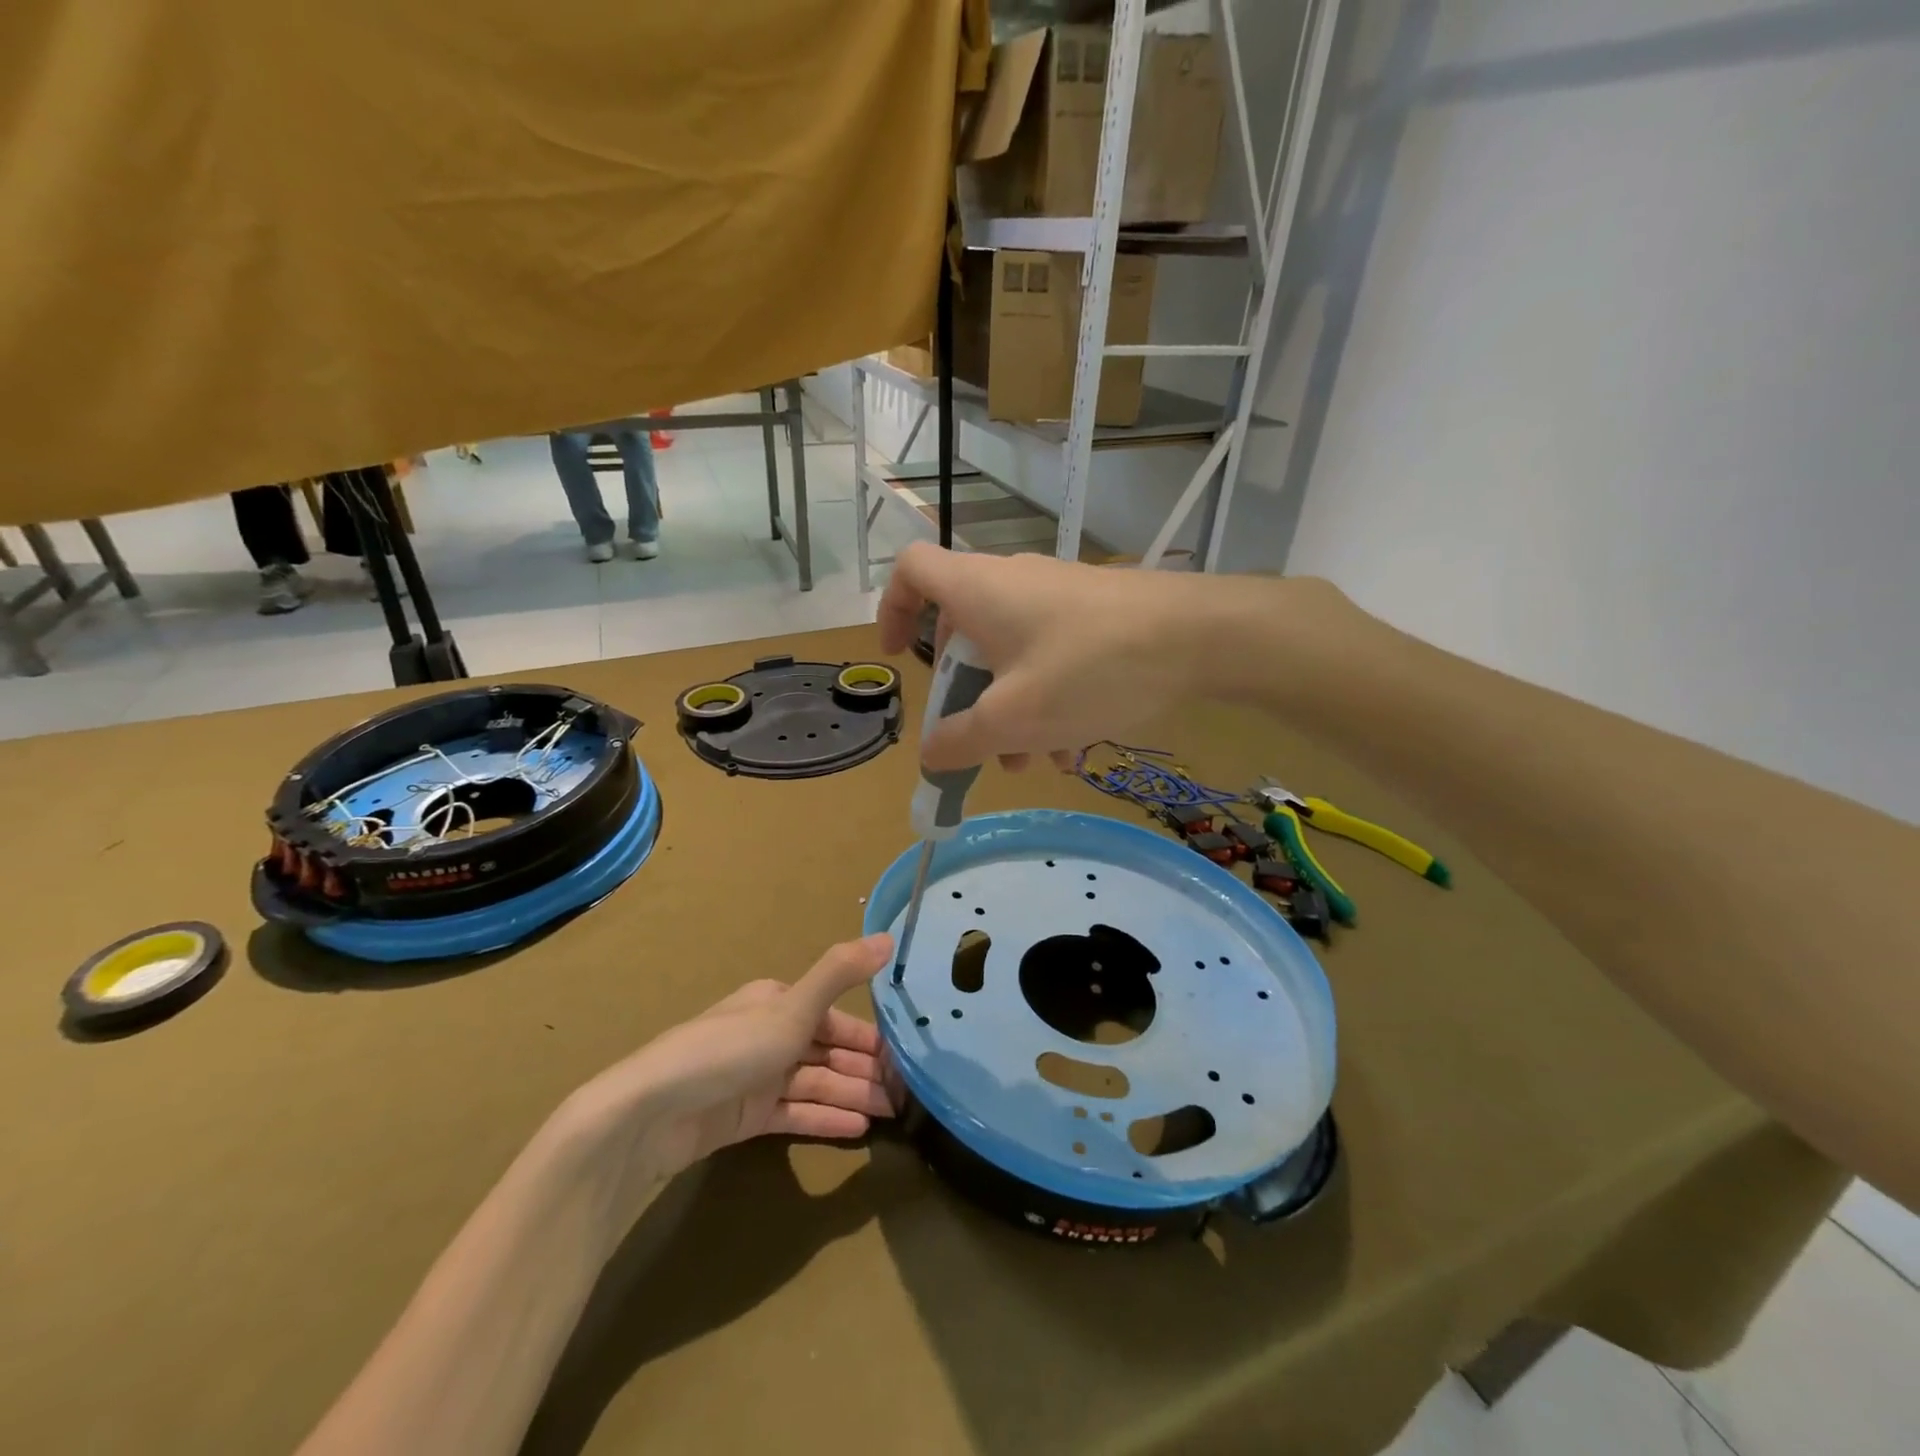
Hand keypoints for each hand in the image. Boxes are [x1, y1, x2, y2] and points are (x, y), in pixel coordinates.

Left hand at [555, 935, 897, 1225]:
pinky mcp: (745, 1116)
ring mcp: (757, 1077)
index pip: (834, 1018)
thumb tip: (889, 938)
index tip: (904, 1057)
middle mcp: (770, 1034)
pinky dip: (825, 1117)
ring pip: (816, 1083)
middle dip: (866, 1070)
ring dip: (852, 1095)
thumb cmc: (730, 1049)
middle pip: (828, 1052)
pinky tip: (857, 1129)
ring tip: (892, 1115)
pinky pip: (796, 1113)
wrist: (653, 1112)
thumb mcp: (792, 1008)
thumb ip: (840, 974)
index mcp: (778, 1002)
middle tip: (906, 1094)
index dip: (869, 1037)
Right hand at [877, 544, 1266, 771]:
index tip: (899, 658)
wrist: (1201, 637)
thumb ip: (961, 741)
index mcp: (977, 592)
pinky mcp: (1094, 614)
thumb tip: (929, 756)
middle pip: (961, 631)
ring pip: (1010, 653)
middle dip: (963, 694)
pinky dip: (1048, 698)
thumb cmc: (1090, 670)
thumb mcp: (1014, 720)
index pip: (911, 571)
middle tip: (978, 741)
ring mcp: (1057, 596)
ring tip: (1033, 762)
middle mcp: (1012, 583)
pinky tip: (1075, 747)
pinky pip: (1050, 655)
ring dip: (1010, 709)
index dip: (892, 609)